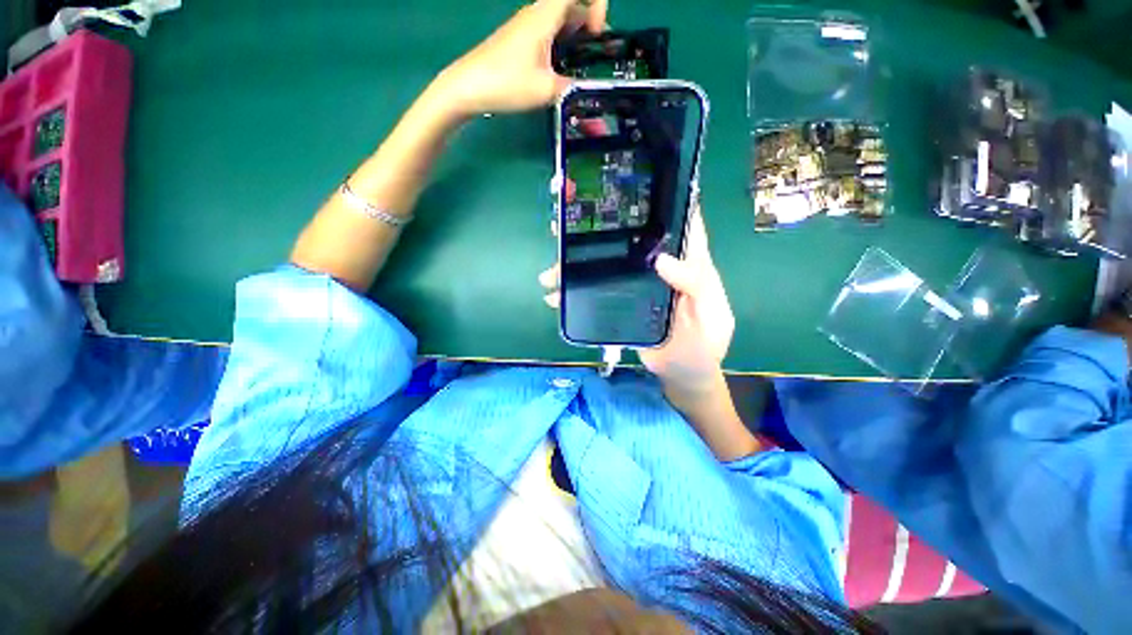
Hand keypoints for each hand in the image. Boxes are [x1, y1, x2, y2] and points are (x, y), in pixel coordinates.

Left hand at [433, 0, 606, 117]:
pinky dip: (560, 46)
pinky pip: (546, 34)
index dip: (596, 4)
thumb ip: (572, 87)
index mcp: (545, 16)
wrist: (468, 87)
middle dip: (588, 24)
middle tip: (594, 56)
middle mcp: (536, 15)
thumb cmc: (507, 83)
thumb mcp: (547, 90)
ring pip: (558, 21)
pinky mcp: (518, 41)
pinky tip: (559, 72)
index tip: (597, 34)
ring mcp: (525, 27)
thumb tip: (586, 89)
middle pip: (570, 5)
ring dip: (574, 38)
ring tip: (579, 68)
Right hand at [538, 206, 735, 394]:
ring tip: (550, 270)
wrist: (684, 374)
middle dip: (596, 231)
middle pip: (625, 240)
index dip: (655, 201)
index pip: (673, 221)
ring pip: (604, 266)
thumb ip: (696, 284)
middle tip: (565, 225)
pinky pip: (595, 293)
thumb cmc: (705, 342)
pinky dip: (573, 294)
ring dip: (576, 265)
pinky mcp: (620, 304)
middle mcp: (656, 266)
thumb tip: (662, 259)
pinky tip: (554, 296)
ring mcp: (635, 285)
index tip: (627, 185)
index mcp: (684, 260)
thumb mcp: (711, 313)